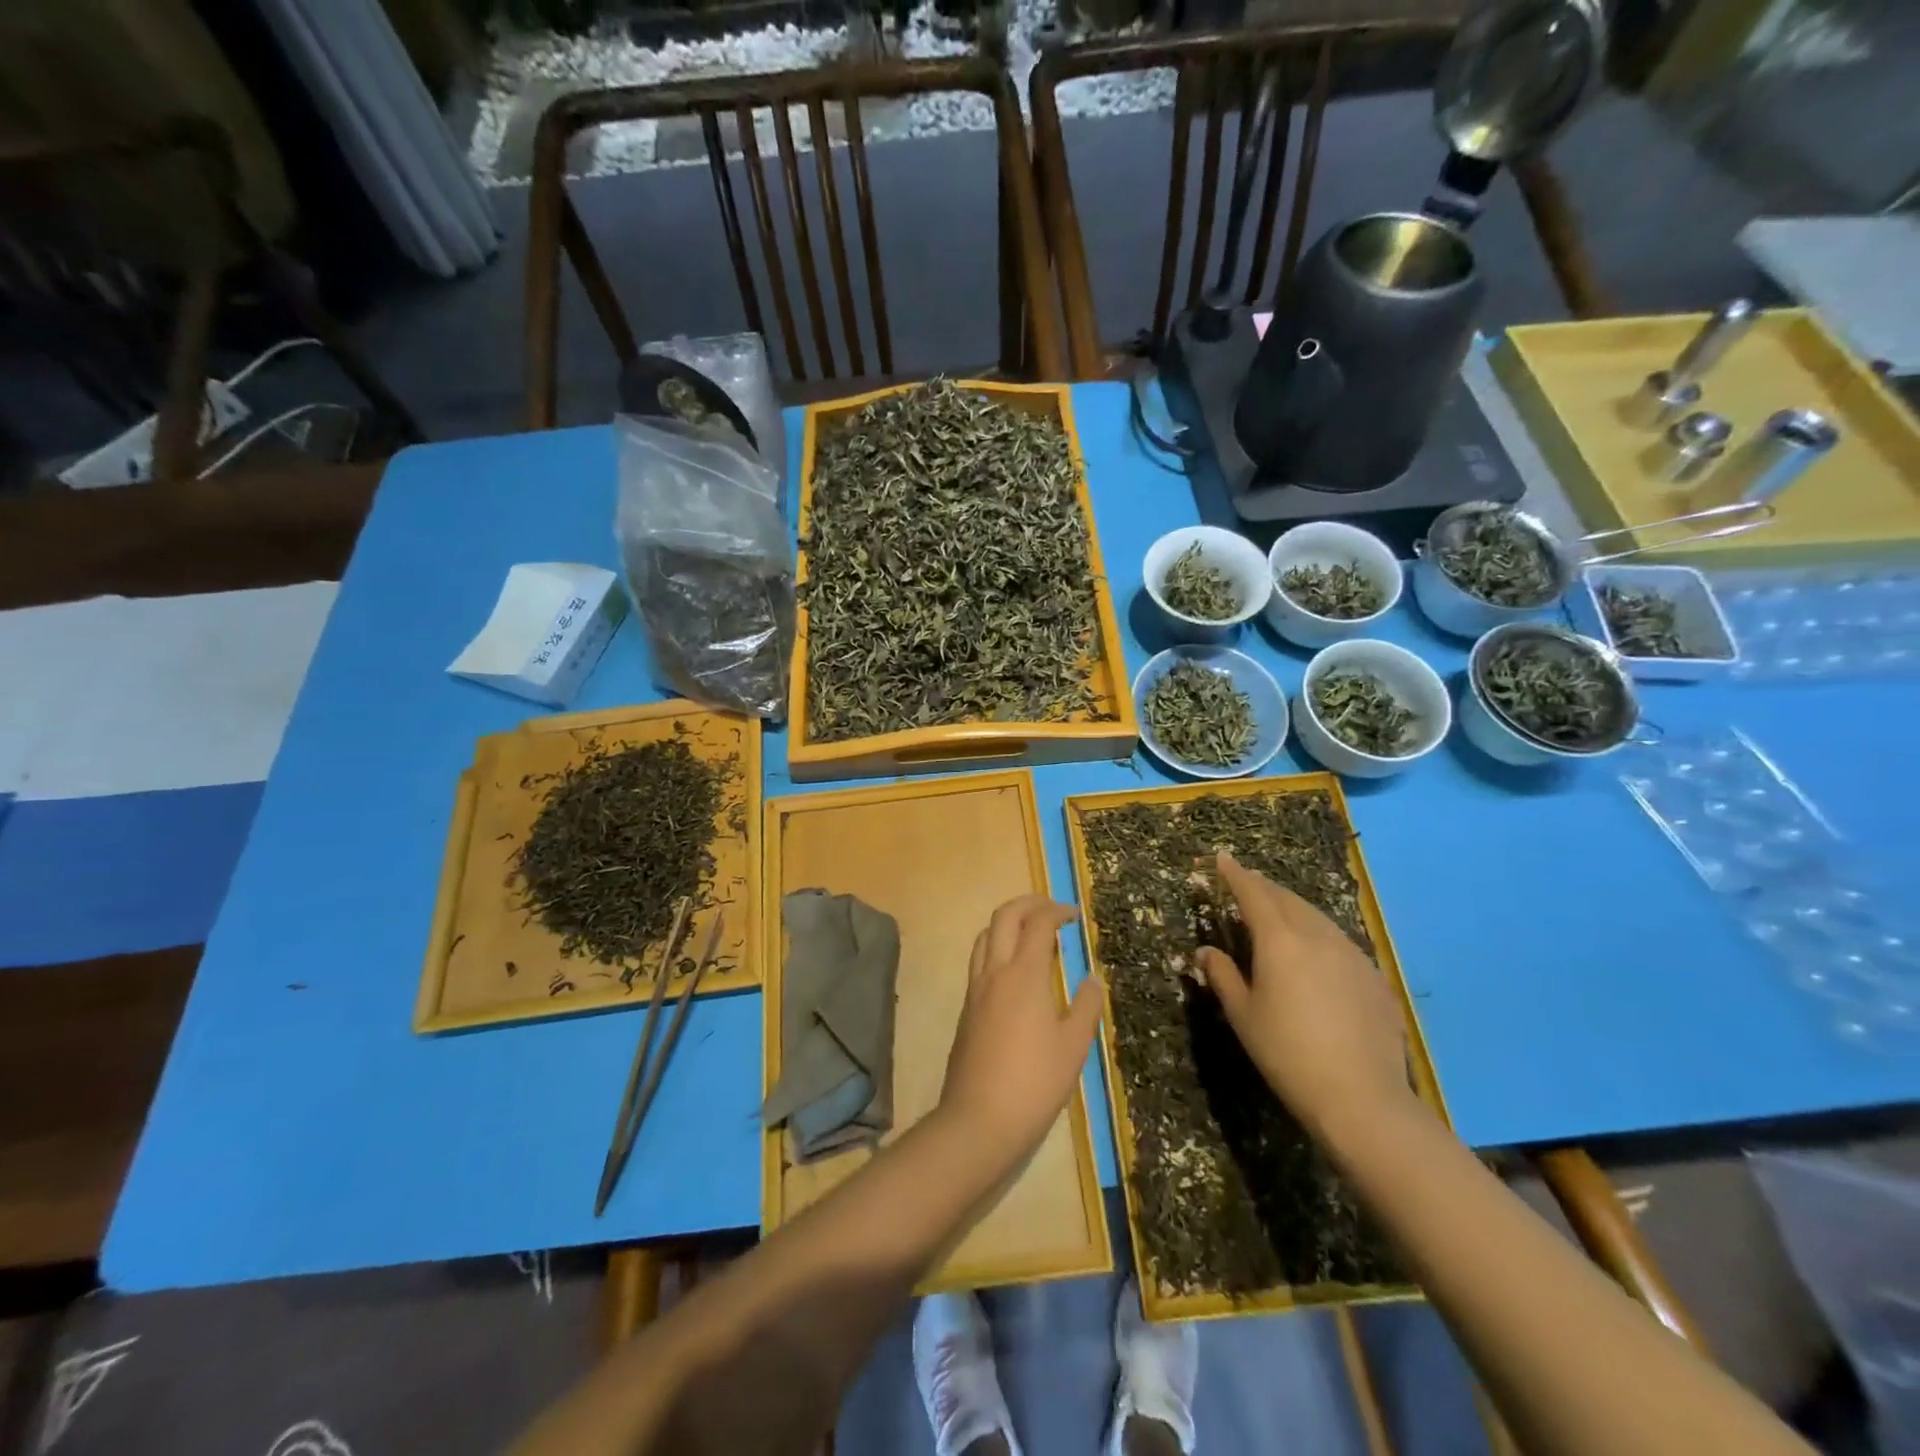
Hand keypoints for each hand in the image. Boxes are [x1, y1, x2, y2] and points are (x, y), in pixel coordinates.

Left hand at [940, 895, 1103, 1164]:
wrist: (979, 1119)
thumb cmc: (1035, 1083)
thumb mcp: (1073, 1047)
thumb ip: (1085, 1007)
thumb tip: (1092, 978)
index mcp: (1024, 975)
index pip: (1038, 924)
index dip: (1057, 911)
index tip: (1075, 915)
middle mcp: (995, 972)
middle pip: (1004, 916)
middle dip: (1029, 903)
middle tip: (1053, 910)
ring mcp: (975, 989)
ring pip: (986, 935)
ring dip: (1008, 922)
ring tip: (1032, 934)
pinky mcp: (967, 1008)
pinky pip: (980, 960)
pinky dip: (998, 946)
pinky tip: (1015, 970)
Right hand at [1196, 851, 1412, 1138]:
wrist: (1362, 1097)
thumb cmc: (1287, 1053)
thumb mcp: (1243, 1015)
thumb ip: (1223, 976)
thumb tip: (1206, 951)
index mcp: (1279, 940)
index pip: (1253, 893)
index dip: (1235, 874)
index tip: (1222, 858)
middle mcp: (1317, 935)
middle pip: (1287, 899)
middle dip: (1264, 888)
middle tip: (1246, 884)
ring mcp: (1351, 954)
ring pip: (1316, 917)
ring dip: (1292, 909)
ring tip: (1278, 914)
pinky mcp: (1374, 977)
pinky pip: (1338, 942)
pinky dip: (1318, 935)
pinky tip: (1315, 955)